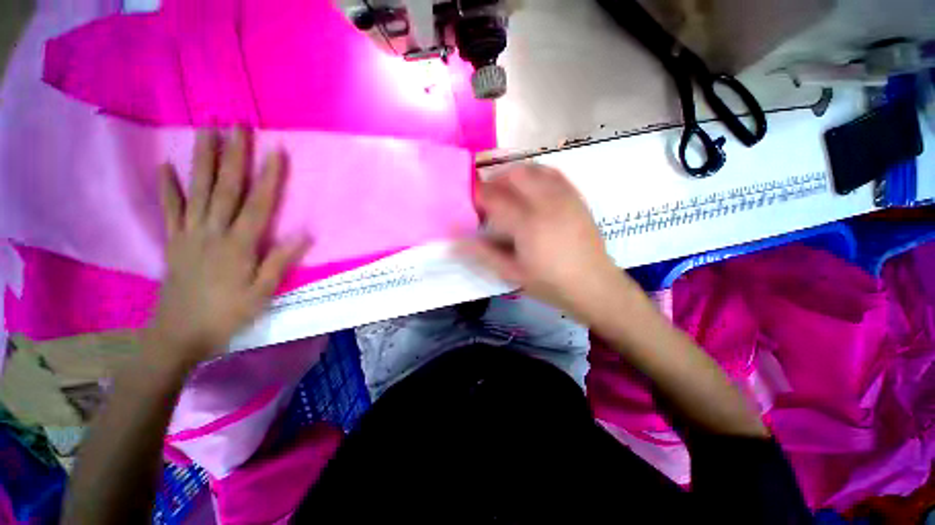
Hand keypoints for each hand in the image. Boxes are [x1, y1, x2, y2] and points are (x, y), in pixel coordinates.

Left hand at [146, 129, 308, 366]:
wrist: (179, 335)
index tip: (275, 150)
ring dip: (202, 160)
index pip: (258, 204)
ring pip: (197, 191)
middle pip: (225, 188)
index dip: (269, 177)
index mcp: (239, 246)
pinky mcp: (174, 242)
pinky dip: (168, 188)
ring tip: (206, 132)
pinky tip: (167, 167)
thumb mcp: (262, 293)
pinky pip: (170, 210)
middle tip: (236, 126)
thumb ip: (281, 261)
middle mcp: (213, 233)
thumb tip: (304, 234)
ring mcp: (189, 235)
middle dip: (233, 156)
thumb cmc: (227, 315)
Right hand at [463, 163, 621, 318]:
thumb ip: (485, 254)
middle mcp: (546, 203)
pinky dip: (537, 173)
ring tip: (507, 189)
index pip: (494, 197)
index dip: (477, 195)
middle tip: (487, 195)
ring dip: (515, 173)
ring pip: (535, 169)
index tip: (470, 200)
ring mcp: (564, 197)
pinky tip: (531, 187)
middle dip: (495, 179)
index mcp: (527, 224)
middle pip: (515, 174)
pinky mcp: (576, 198)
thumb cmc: (551, 283)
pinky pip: (554, 174)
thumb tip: (459, 242)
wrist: (594, 285)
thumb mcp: (513, 274)